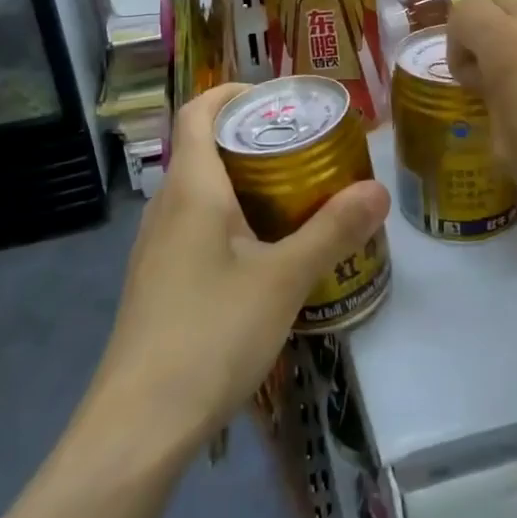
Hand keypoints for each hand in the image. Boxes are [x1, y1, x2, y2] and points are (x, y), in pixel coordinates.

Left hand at [93, 83, 389, 451]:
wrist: (139, 425)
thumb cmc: (211, 334)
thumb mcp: (284, 279)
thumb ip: (332, 231)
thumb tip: (377, 191)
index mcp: (191, 188)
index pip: (198, 111)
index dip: (232, 92)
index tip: (277, 99)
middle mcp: (166, 207)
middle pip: (203, 149)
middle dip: (252, 141)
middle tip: (305, 151)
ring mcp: (156, 247)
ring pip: (200, 193)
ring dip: (243, 184)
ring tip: (294, 198)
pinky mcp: (157, 282)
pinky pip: (195, 228)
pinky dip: (230, 221)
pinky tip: (263, 257)